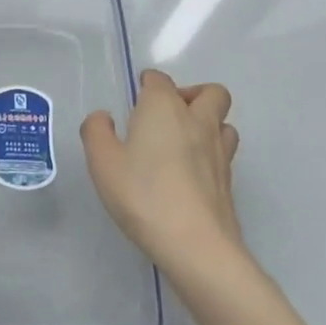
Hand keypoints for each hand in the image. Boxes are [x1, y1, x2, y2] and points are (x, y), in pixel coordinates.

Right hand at [82, 71, 244, 275]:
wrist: (195, 244)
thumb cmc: (142, 194)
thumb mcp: (102, 161)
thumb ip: (96, 131)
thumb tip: (103, 118)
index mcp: (163, 108)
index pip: (160, 80)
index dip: (148, 83)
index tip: (136, 96)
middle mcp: (197, 121)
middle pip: (210, 92)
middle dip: (191, 94)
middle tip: (167, 115)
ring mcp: (219, 152)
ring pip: (224, 122)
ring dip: (207, 123)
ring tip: (182, 142)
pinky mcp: (229, 181)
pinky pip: (224, 152)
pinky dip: (210, 152)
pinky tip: (189, 172)